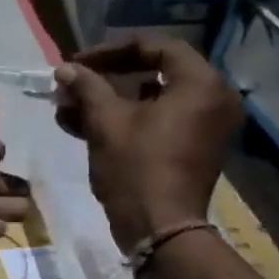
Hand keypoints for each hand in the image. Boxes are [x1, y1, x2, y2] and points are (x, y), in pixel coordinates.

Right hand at [53, 37, 241, 250]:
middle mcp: (213, 99)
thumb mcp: (106, 123)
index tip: (78, 63)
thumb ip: (87, 88)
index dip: (112, 51)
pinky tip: (85, 126)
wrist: (161, 231)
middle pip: (155, 73)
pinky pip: (160, 123)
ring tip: (70, 108)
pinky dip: (128, 121)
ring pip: (153, 101)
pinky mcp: (194, 150)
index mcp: (200, 83)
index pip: (156, 47)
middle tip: (75, 83)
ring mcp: (206, 127)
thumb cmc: (136, 170)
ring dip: (111, 101)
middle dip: (108, 78)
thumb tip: (65, 69)